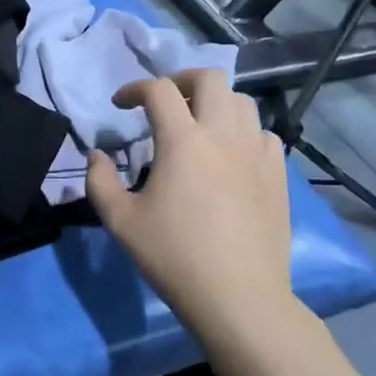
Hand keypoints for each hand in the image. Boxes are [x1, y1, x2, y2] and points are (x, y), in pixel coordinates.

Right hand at [86, 69, 294, 343]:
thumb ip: (99, 181)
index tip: (120, 105)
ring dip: (214, 102)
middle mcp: (223, 135)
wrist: (239, 297)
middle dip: (180, 80)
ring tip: (197, 125)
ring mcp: (256, 152)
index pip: (158, 90)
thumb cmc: (174, 256)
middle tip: (163, 102)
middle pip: (209, 78)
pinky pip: (263, 133)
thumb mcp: (120, 221)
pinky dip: (242, 131)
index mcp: (183, 140)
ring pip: (241, 101)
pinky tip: (230, 155)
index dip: (134, 88)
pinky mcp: (278, 174)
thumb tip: (97, 156)